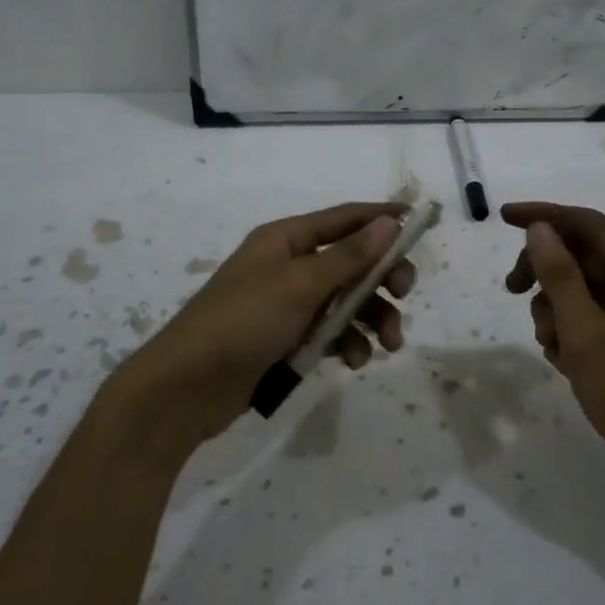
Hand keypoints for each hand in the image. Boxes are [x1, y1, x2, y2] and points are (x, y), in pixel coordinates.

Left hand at [111, 202, 417, 452]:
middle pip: (350, 262)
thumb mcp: (300, 285)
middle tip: (406, 294)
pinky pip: (328, 333)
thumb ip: (348, 256)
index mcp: (285, 239)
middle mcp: (287, 266)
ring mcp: (286, 305)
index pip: (343, 218)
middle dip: (381, 278)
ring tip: (389, 344)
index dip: (381, 217)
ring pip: (344, 302)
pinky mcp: (285, 340)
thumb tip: (388, 222)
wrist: (186, 388)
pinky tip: (354, 361)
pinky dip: (347, 343)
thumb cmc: (243, 322)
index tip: (419, 220)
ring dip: (371, 319)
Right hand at [502, 202, 604, 481]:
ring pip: (579, 289)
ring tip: (554, 349)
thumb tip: (539, 229)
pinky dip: (568, 331)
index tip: (503, 217)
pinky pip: (588, 317)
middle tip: (511, 292)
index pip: (588, 224)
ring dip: (553, 309)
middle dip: (543, 270)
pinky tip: (565, 363)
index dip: (544, 215)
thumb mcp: (585, 334)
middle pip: (580, 255)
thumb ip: (560, 277)